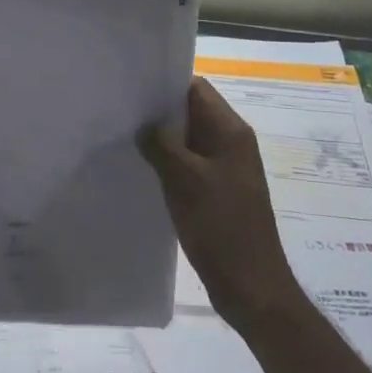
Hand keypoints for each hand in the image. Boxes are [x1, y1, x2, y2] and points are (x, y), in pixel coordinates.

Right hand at [139, 77, 303, 331]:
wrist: (251, 287)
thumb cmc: (221, 226)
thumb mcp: (185, 179)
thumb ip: (161, 144)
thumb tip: (144, 125)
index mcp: (231, 131)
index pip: (197, 89)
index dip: (165, 85)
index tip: (132, 89)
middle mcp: (231, 143)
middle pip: (192, 113)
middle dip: (159, 113)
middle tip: (120, 114)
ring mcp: (225, 169)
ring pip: (188, 141)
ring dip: (161, 140)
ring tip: (124, 139)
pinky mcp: (217, 192)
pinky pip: (189, 166)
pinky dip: (168, 164)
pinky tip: (142, 171)